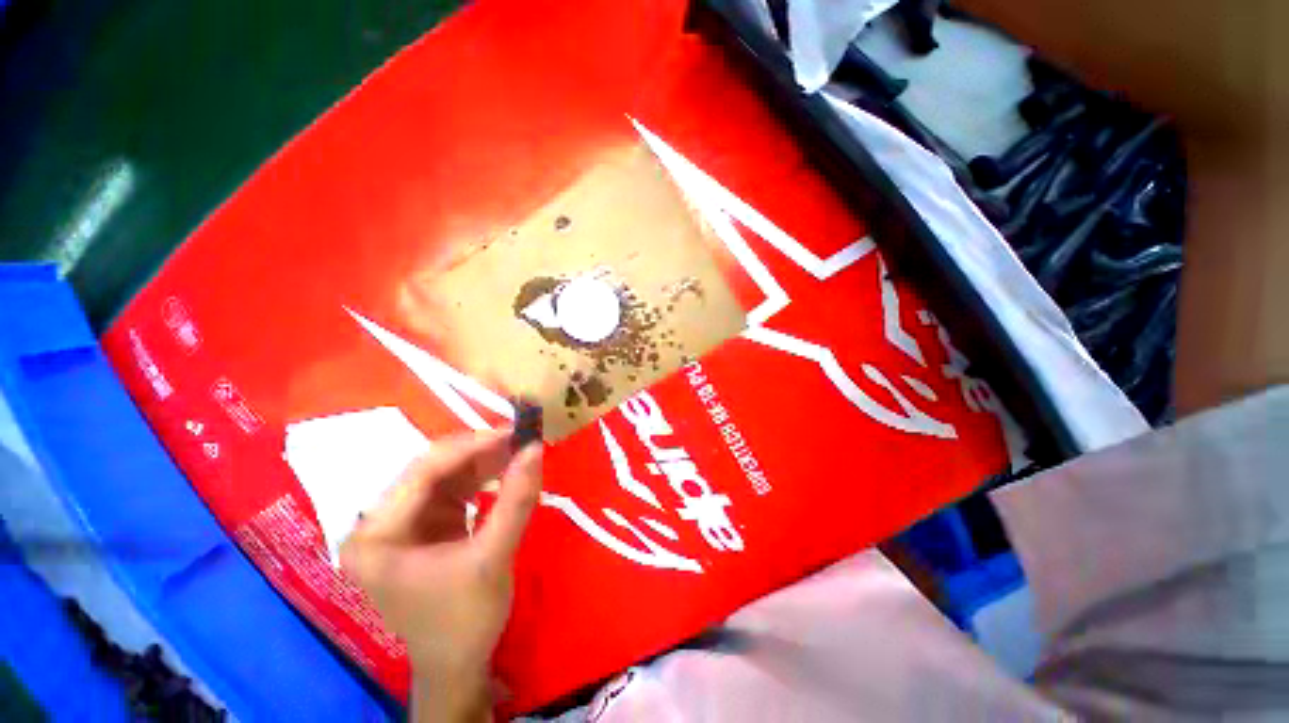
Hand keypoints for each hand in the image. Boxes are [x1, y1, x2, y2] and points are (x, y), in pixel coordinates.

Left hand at [341, 429, 542, 721]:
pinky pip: (456, 487)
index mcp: (376, 536)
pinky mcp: (426, 524)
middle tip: (521, 436)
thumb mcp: (493, 558)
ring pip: (447, 473)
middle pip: (433, 469)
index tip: (514, 431)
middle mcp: (381, 522)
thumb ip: (516, 501)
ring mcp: (403, 522)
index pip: (423, 472)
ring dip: (485, 460)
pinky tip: (508, 469)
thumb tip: (536, 448)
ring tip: (520, 447)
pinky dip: (485, 476)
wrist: (458, 664)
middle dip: (480, 450)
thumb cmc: (464, 621)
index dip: (472, 446)